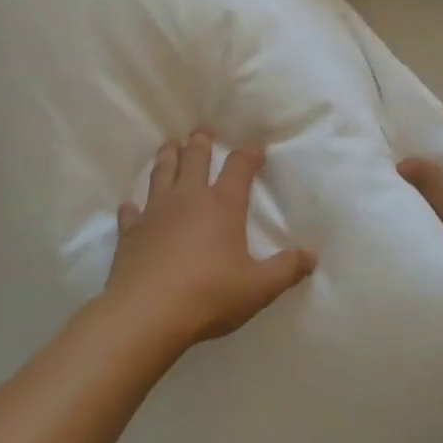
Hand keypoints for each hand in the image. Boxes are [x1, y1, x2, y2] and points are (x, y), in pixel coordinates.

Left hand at [106, 131, 315, 348]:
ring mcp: (155, 212)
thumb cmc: (209, 295)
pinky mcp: (130, 231)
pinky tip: (130, 205)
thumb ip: (286, 269)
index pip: (239, 169)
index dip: (248, 154)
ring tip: (169, 146)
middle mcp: (188, 199)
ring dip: (167, 157)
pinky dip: (132, 206)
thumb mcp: (258, 288)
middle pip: (194, 159)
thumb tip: (312, 255)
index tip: (255, 145)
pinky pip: (131, 212)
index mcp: (222, 206)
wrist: (147, 312)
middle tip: (200, 130)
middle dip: (200, 143)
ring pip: (161, 173)